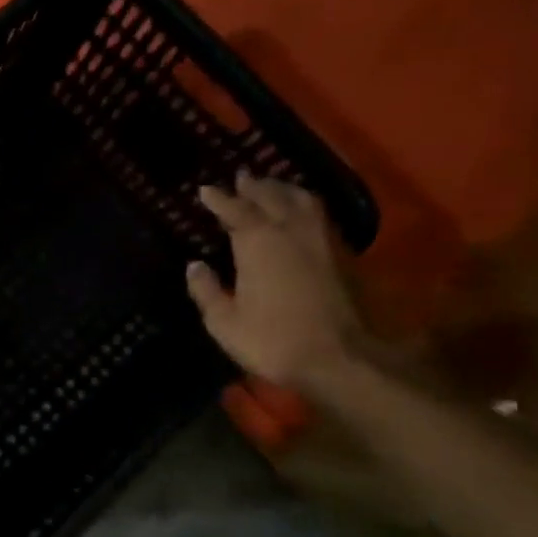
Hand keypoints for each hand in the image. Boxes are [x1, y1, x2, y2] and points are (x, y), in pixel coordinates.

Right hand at [186, 171, 363, 395]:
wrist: (340, 359)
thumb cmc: (272, 340)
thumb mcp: (224, 322)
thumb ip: (206, 290)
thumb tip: (195, 266)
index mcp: (258, 242)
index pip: (235, 209)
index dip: (218, 198)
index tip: (204, 190)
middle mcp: (290, 230)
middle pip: (271, 196)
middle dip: (254, 186)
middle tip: (241, 177)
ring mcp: (321, 240)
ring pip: (302, 200)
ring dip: (284, 189)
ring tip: (273, 186)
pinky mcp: (342, 254)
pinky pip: (319, 215)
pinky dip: (305, 205)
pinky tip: (301, 212)